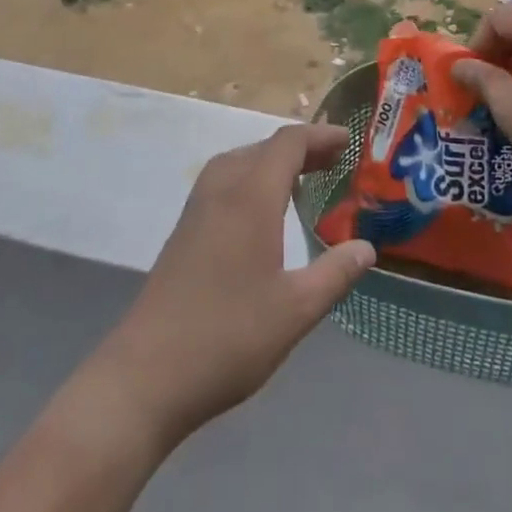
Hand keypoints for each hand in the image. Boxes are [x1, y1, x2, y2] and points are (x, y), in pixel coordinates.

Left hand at [94, 125, 375, 449]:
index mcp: (250, 197)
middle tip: (334, 163)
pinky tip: (261, 214)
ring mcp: (196, 210)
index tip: (349, 140)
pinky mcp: (183, 232)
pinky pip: (223, 183)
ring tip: (301, 181)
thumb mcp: (295, 310)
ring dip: (272, 161)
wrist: (145, 376)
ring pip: (238, 162)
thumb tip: (366, 247)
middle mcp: (221, 191)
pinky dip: (250, 179)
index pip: (288, 143)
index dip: (320, 136)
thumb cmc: (228, 337)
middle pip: (263, 148)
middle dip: (300, 148)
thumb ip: (335, 274)